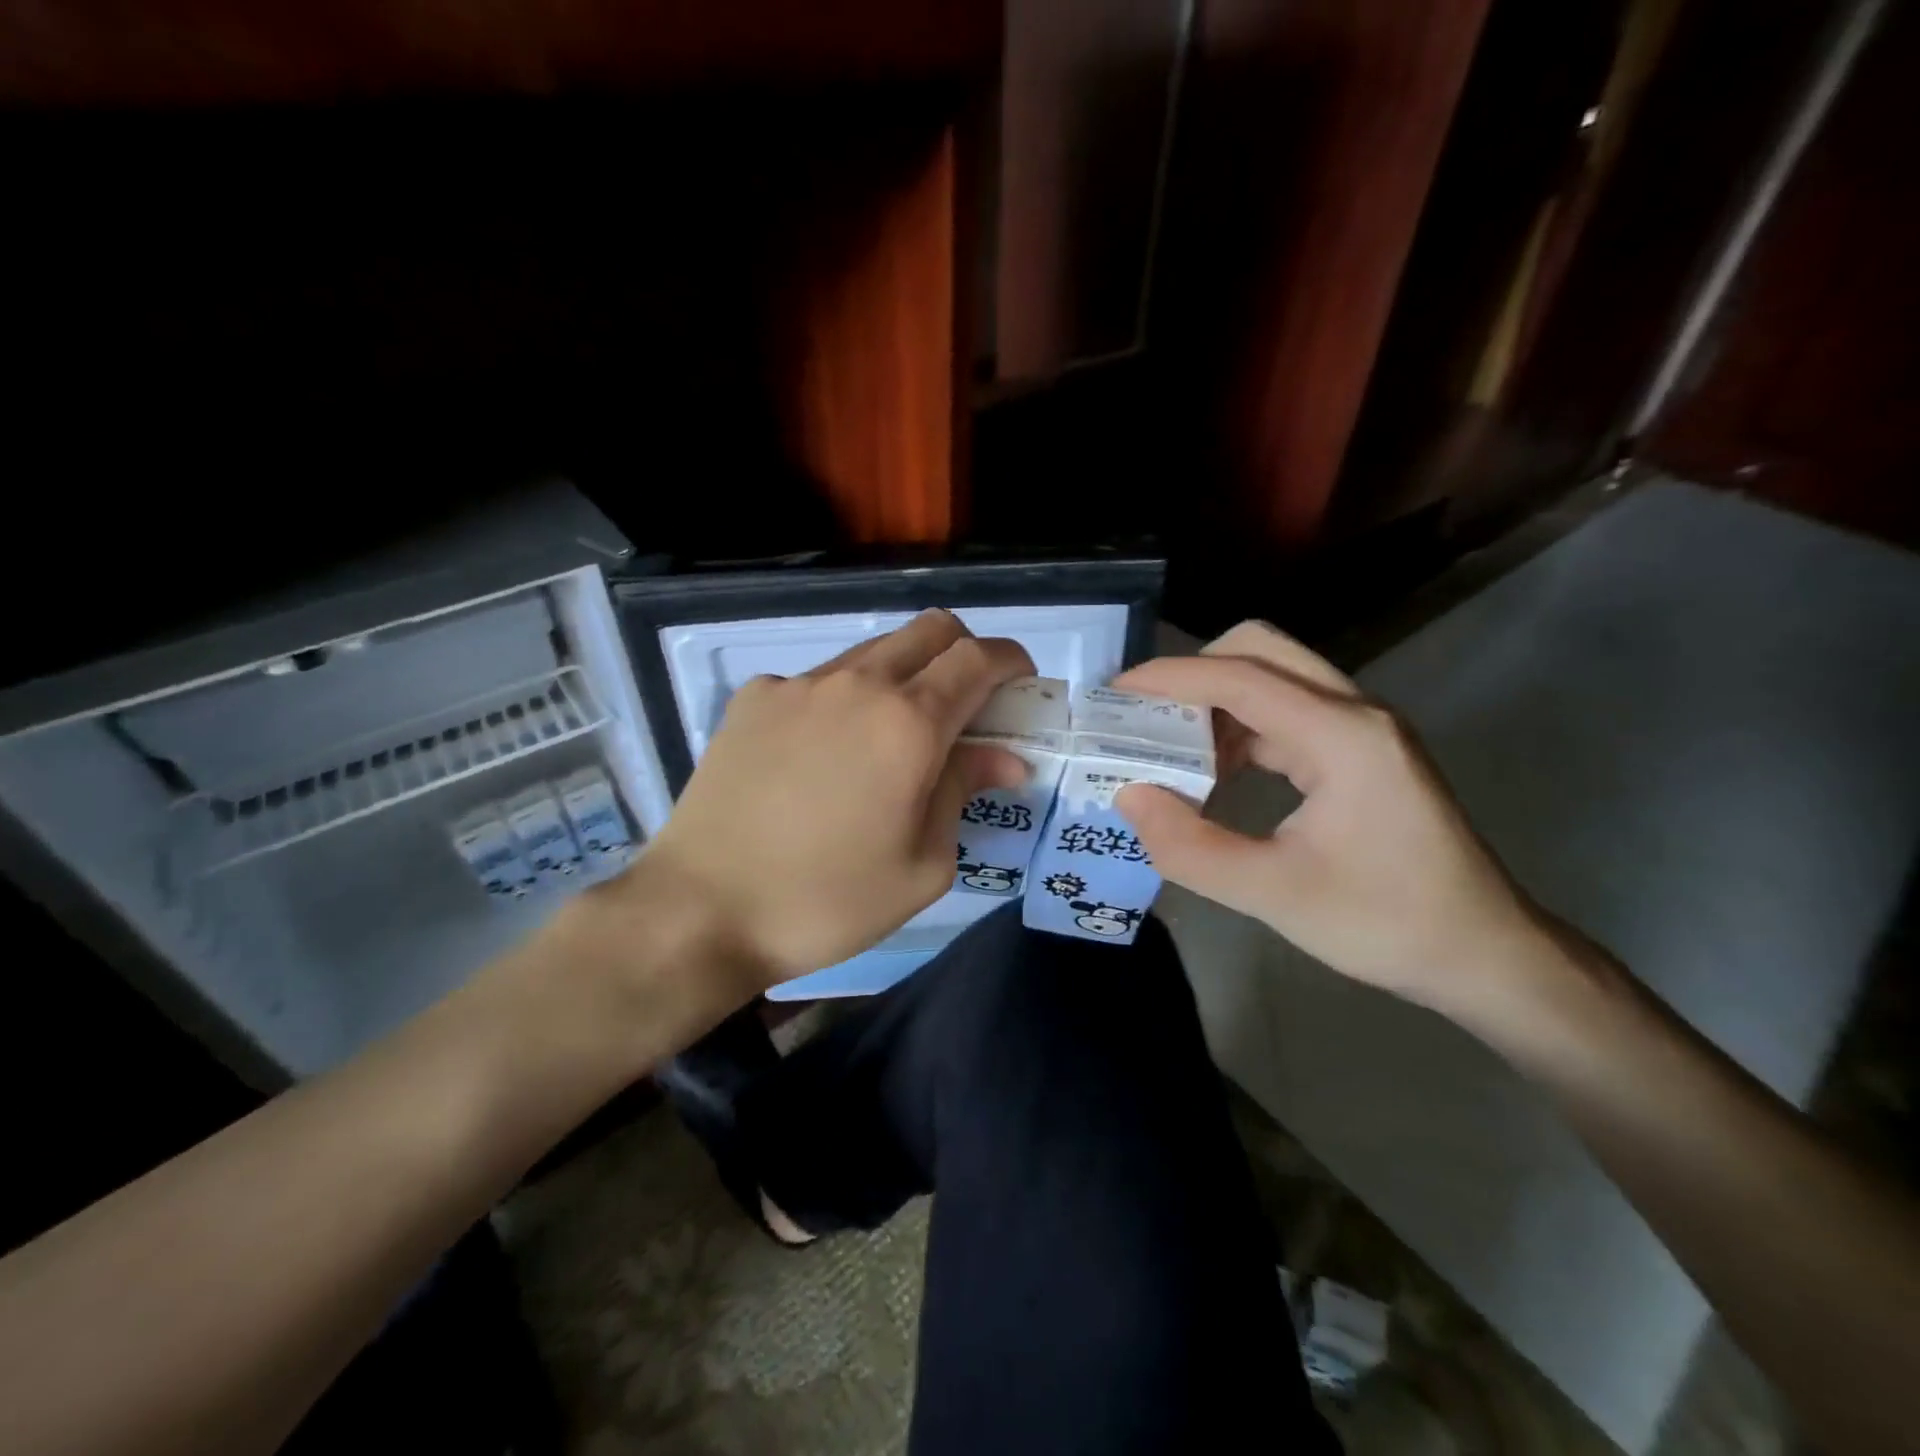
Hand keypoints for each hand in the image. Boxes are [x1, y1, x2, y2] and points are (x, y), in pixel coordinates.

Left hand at [632, 610, 1032, 986]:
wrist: (701, 909)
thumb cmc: (827, 900)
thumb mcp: (922, 864)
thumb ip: (964, 792)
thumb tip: (1003, 757)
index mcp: (908, 723)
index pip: (978, 658)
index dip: (1011, 663)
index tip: (1021, 686)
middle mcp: (857, 684)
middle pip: (931, 630)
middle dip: (965, 654)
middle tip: (968, 706)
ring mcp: (799, 685)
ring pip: (874, 652)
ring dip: (905, 675)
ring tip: (893, 737)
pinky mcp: (754, 698)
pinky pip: (819, 679)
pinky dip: (845, 698)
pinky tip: (825, 753)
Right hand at [1112, 621, 1552, 1016]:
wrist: (1484, 956)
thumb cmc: (1385, 923)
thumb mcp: (1275, 894)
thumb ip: (1191, 846)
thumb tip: (1128, 796)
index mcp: (1342, 736)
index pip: (1241, 677)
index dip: (1171, 677)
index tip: (1115, 692)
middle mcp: (1355, 713)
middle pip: (1261, 652)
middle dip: (1195, 674)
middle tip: (1145, 717)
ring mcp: (1363, 729)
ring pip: (1274, 679)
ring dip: (1216, 702)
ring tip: (1168, 748)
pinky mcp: (1361, 751)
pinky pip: (1287, 714)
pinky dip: (1241, 728)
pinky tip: (1215, 772)